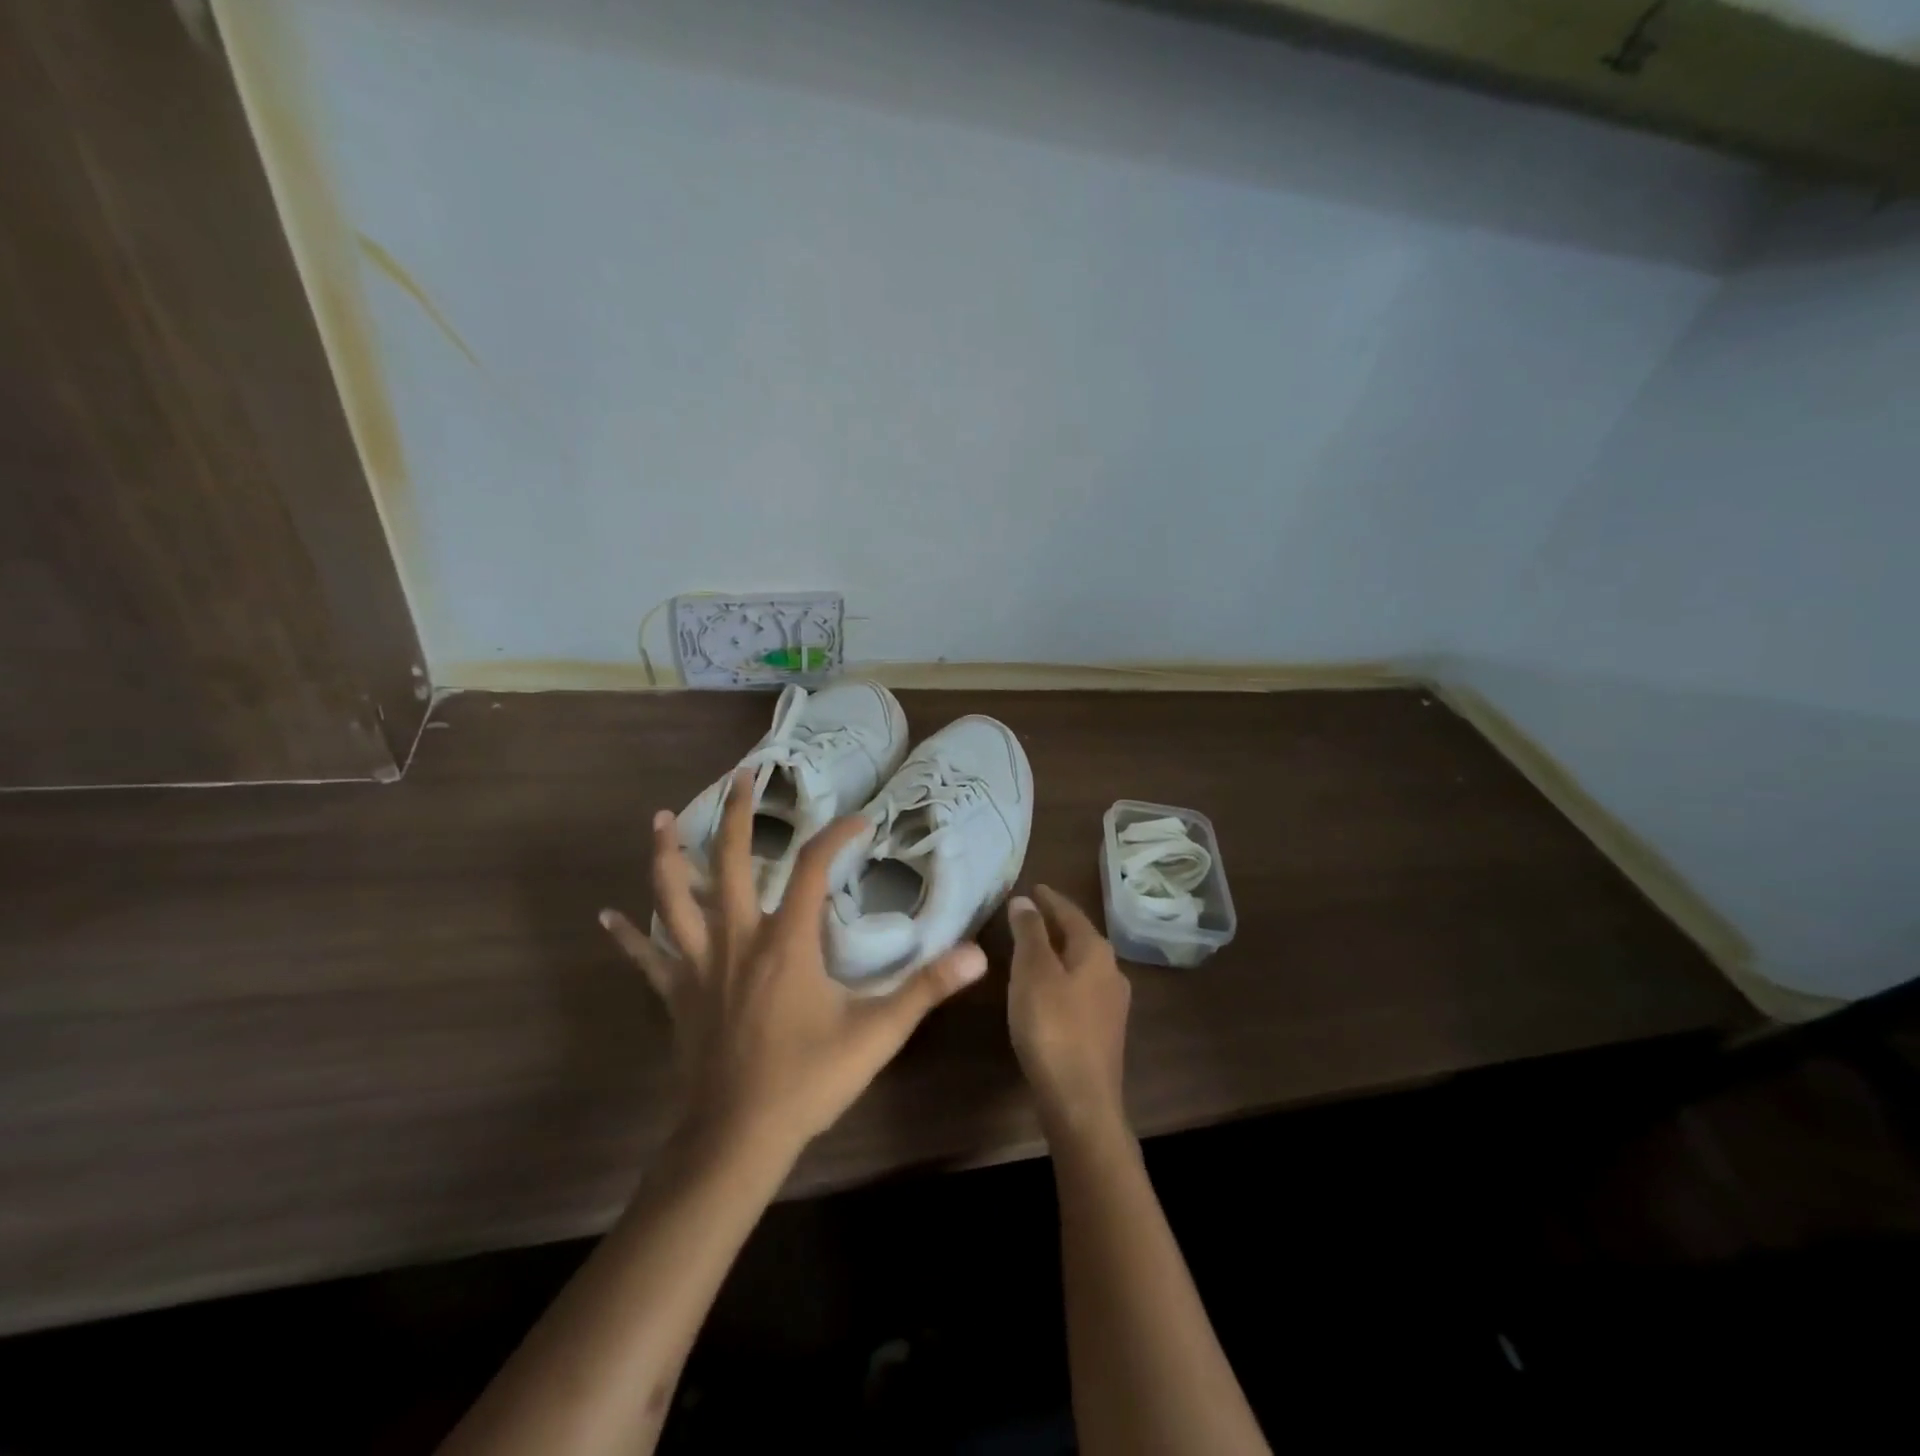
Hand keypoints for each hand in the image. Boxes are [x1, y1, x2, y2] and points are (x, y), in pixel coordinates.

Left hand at [601, 769, 988, 1160]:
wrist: (737, 1138)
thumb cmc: (808, 1079)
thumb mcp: (877, 1033)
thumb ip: (926, 989)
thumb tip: (979, 955)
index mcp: (787, 941)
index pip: (813, 867)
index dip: (837, 835)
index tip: (860, 820)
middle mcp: (739, 938)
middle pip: (732, 862)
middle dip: (740, 815)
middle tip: (742, 775)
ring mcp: (701, 965)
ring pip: (675, 897)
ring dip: (669, 855)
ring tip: (663, 818)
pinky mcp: (678, 995)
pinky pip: (647, 958)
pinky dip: (627, 935)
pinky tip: (604, 916)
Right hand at [1007, 885, 1132, 1141]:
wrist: (1081, 1101)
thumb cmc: (1053, 1027)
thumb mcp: (1033, 971)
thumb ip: (1030, 932)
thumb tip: (1025, 900)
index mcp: (1096, 952)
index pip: (1071, 912)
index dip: (1049, 899)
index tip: (1032, 887)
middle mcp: (1111, 972)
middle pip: (1080, 937)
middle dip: (1055, 923)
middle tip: (1028, 913)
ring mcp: (1111, 1004)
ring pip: (1081, 964)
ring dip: (1058, 951)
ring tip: (1032, 947)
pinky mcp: (1103, 1032)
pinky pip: (1080, 989)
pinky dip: (1061, 977)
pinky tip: (1045, 989)